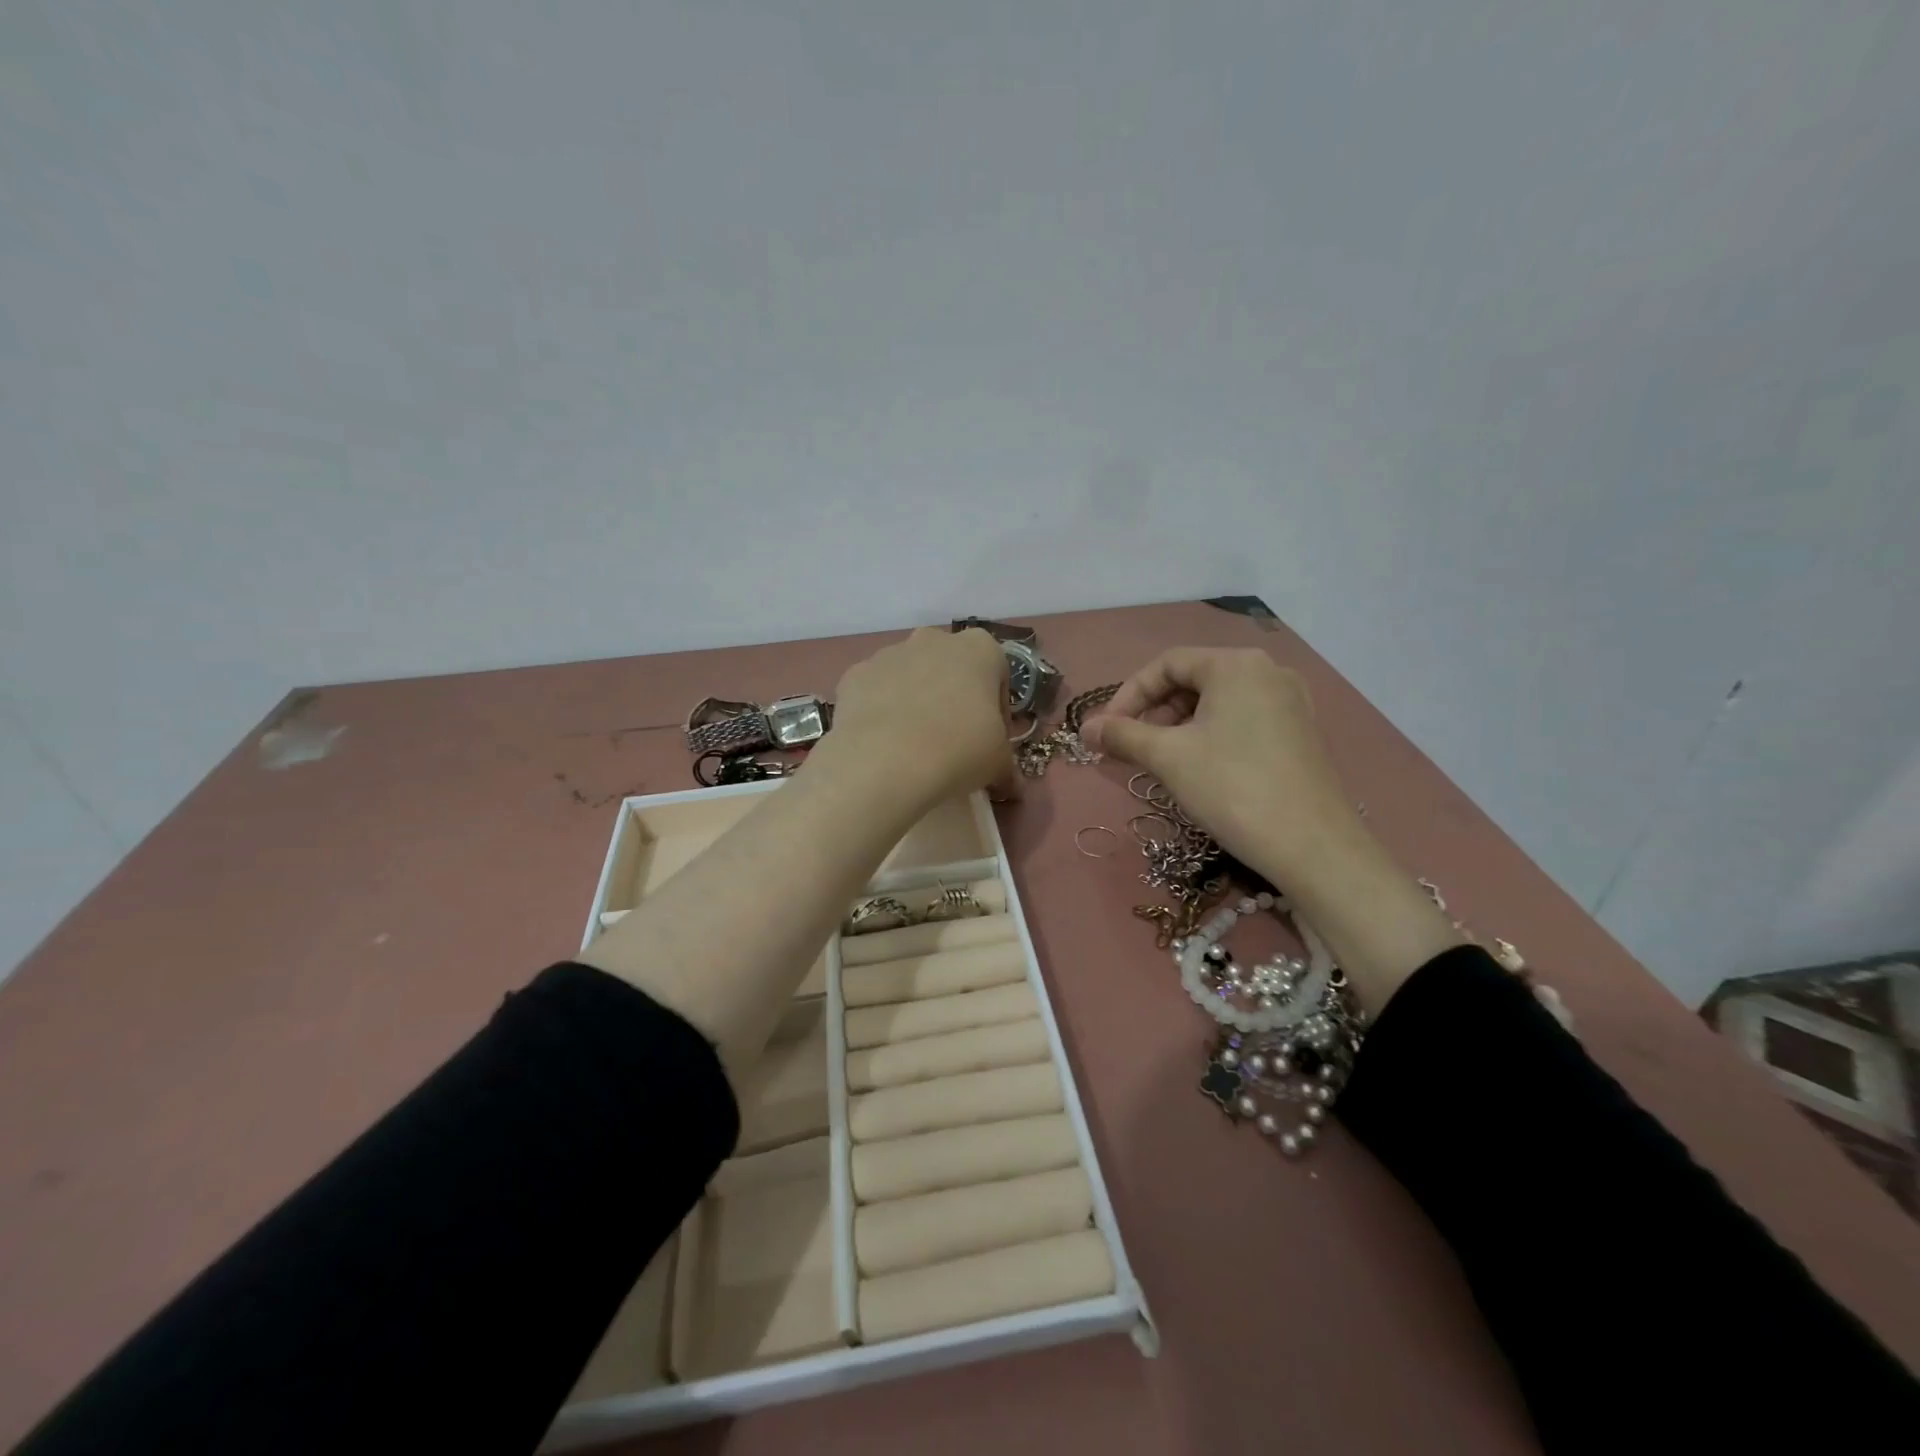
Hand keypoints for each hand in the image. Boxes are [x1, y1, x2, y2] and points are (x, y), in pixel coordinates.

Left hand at [814, 627, 1017, 812]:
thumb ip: (1006, 765)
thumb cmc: (958, 751)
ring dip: (915, 701)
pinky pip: (875, 691)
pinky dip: (880, 711)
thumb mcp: (998, 763)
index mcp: (979, 649)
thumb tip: (1009, 783)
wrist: (885, 762)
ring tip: (913, 745)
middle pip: (950, 667)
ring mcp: (889, 653)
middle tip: (953, 739)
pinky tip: (883, 743)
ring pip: (909, 676)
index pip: (997, 674)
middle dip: (953, 697)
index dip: (996, 709)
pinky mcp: (854, 674)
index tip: (991, 738)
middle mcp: (933, 639)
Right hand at [1083, 646, 1460, 1011]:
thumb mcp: (1168, 758)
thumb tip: (1087, 728)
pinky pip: (1243, 720)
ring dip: (1180, 726)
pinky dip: (1211, 736)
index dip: (1129, 694)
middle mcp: (1268, 671)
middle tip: (1131, 747)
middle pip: (1194, 679)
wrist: (1312, 847)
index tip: (1107, 730)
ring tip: (1160, 761)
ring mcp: (1291, 702)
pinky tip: (1200, 769)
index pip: (1167, 663)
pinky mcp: (1301, 733)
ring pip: (1219, 702)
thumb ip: (1122, 735)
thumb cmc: (1232, 788)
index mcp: (1236, 664)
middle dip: (1154, 711)